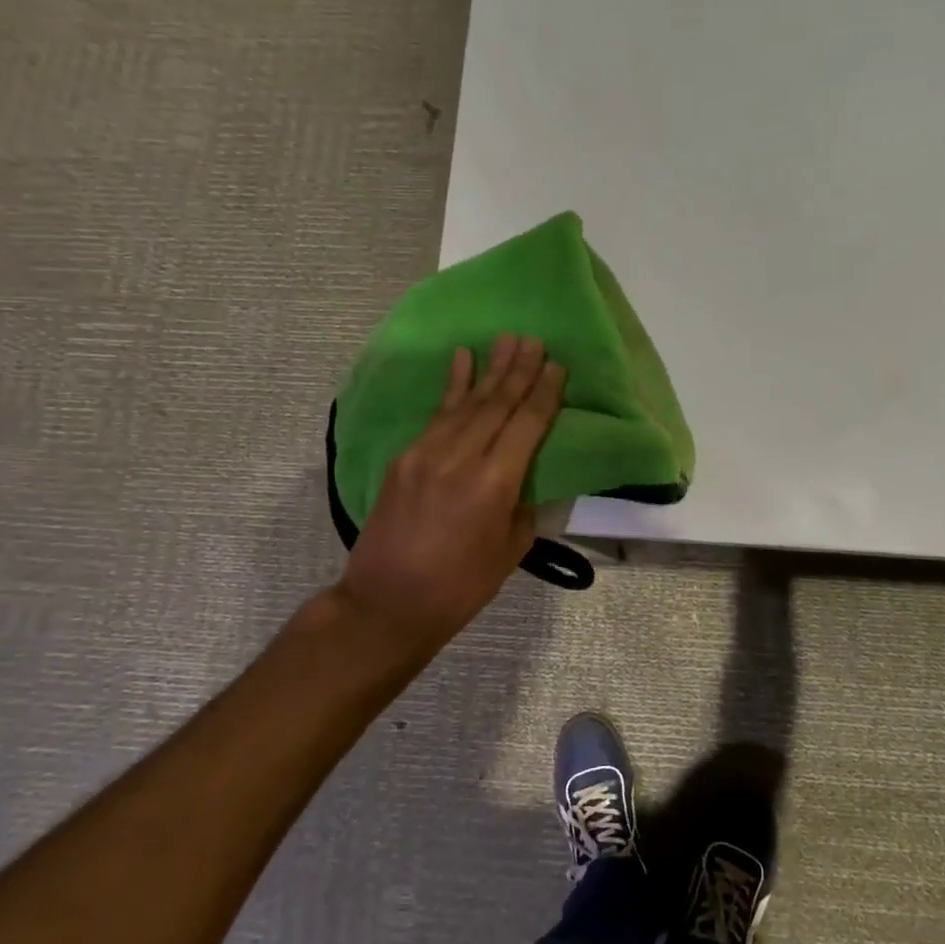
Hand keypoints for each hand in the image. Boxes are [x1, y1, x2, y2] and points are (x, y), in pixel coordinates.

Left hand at [339, 334, 565, 651]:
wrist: (387, 603)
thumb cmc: (460, 587)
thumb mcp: (510, 552)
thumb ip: (524, 506)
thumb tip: (528, 477)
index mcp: (494, 484)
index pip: (526, 425)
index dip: (544, 394)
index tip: (557, 366)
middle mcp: (461, 458)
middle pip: (497, 404)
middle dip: (519, 370)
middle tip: (535, 340)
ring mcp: (427, 454)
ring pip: (467, 403)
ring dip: (490, 369)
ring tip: (508, 340)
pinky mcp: (404, 458)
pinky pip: (436, 414)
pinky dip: (452, 385)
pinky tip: (462, 359)